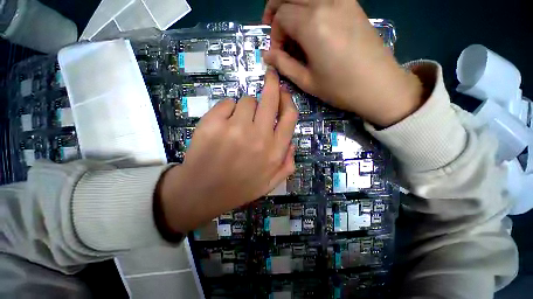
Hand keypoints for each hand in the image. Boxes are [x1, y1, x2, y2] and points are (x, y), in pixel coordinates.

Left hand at [157, 70, 297, 233]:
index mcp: (274, 152)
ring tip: (237, 123)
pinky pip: (227, 103)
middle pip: (270, 99)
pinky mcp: (213, 124)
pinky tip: (222, 125)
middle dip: (272, 84)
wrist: (202, 192)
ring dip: (245, 107)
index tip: (283, 91)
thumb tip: (292, 144)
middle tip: (270, 76)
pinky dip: (227, 110)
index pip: (289, 116)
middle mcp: (259, 137)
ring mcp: (235, 129)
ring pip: (247, 100)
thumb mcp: (270, 183)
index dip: (287, 100)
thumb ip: (287, 164)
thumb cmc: (238, 188)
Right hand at [263, 0, 422, 126]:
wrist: (378, 85)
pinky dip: (309, 4)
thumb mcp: (306, 81)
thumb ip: (284, 64)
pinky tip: (309, 21)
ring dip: (292, 3)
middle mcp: (326, 3)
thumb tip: (266, 55)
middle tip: (273, 27)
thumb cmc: (340, 88)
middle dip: (275, 8)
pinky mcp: (352, 3)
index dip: (274, 35)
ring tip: (289, 24)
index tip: (277, 53)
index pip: (281, 16)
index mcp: (312, 24)